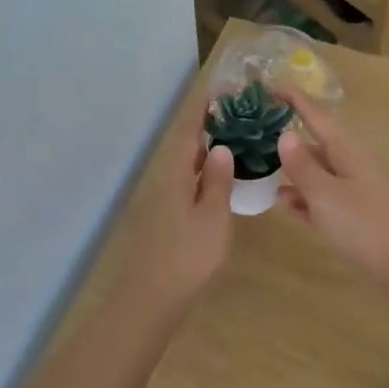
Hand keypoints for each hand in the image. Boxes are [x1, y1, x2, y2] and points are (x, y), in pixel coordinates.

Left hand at [118, 110, 236, 319]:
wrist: (152, 297)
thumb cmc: (187, 256)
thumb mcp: (212, 217)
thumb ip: (216, 181)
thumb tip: (219, 146)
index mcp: (175, 175)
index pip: (188, 132)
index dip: (202, 110)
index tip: (219, 90)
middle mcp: (166, 181)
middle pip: (185, 146)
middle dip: (208, 126)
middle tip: (237, 112)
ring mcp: (164, 201)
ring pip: (186, 165)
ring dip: (206, 149)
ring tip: (233, 137)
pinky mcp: (167, 218)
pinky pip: (188, 182)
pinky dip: (204, 172)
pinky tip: (219, 178)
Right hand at [275, 88, 388, 288]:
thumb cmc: (366, 224)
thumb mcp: (326, 194)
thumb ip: (303, 166)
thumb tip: (284, 133)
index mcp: (346, 150)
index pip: (316, 115)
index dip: (295, 99)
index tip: (270, 84)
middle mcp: (352, 164)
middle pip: (317, 143)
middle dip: (289, 138)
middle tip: (256, 133)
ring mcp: (356, 190)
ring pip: (319, 173)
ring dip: (294, 171)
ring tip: (262, 171)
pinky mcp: (358, 216)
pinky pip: (325, 199)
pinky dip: (305, 198)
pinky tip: (286, 205)